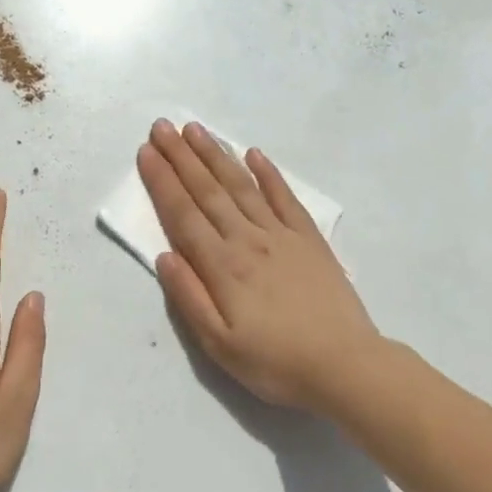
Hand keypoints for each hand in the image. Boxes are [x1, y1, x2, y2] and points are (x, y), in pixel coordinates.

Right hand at [137, 120, 380, 413]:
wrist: (346, 366)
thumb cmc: (276, 363)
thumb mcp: (220, 345)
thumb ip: (189, 297)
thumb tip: (163, 255)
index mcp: (222, 265)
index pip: (183, 213)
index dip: (162, 180)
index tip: (146, 151)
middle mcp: (247, 239)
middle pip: (208, 190)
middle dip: (181, 156)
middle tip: (162, 126)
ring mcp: (281, 234)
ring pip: (241, 186)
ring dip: (216, 155)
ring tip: (196, 129)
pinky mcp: (309, 238)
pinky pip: (284, 197)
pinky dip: (268, 173)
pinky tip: (254, 154)